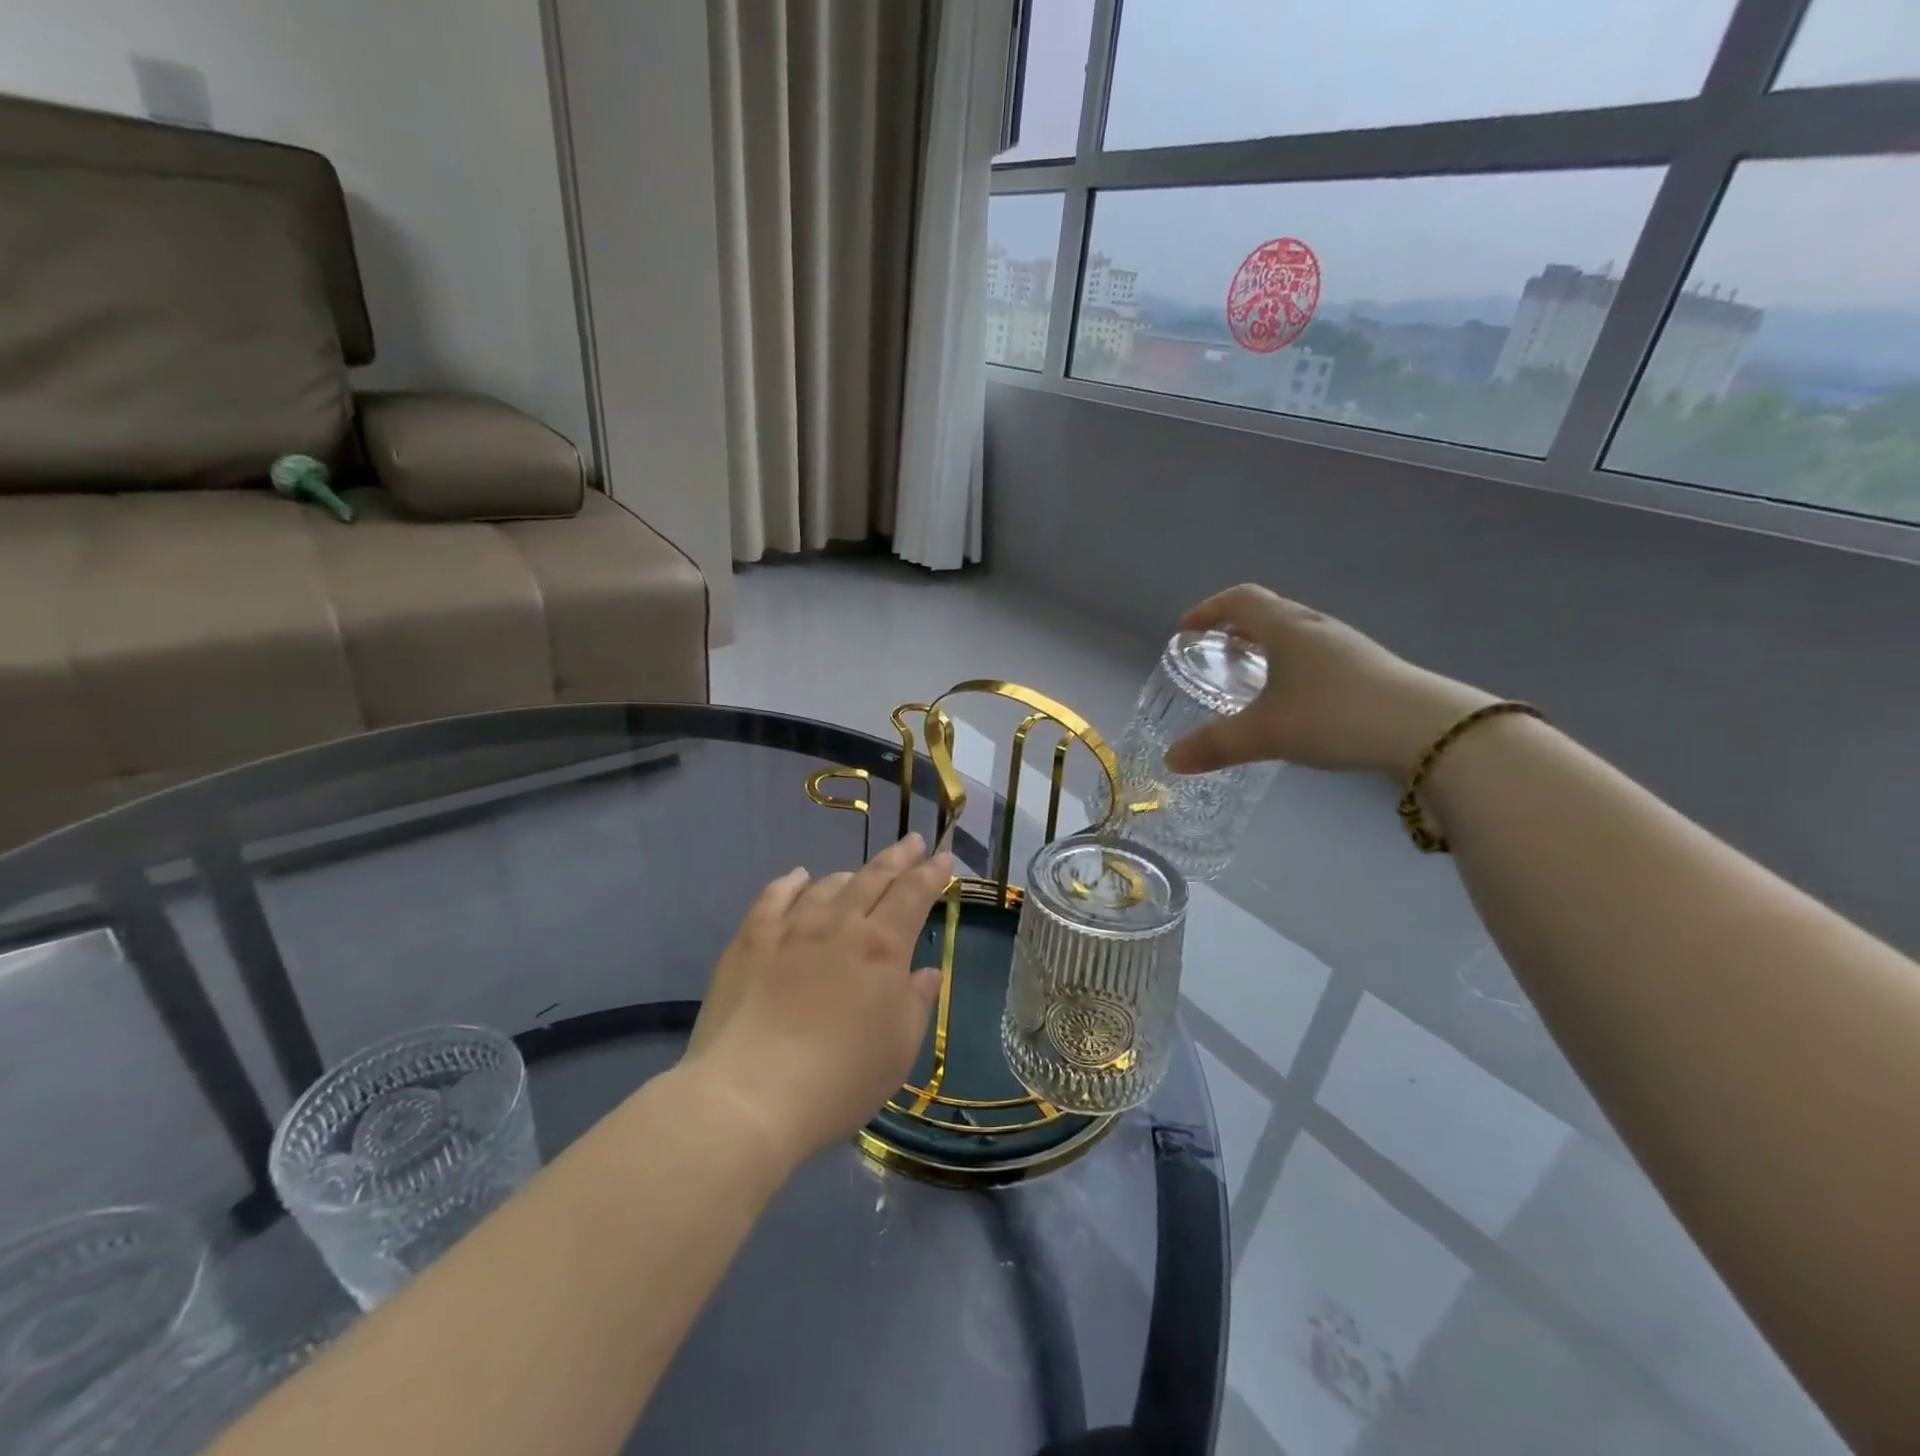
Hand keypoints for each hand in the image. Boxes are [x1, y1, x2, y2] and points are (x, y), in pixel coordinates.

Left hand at [683, 834, 952, 1163]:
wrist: (750, 1096)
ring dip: (851, 876)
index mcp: (882, 947)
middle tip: (913, 842)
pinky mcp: (751, 940)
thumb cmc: (840, 1079)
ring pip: (828, 885)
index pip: (914, 895)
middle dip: (899, 858)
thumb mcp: (899, 1049)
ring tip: (860, 875)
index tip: (943, 858)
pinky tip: (799, 878)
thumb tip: (927, 972)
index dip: (932, 873)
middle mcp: (839, 924)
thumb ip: (917, 1003)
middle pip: (873, 878)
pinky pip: (775, 897)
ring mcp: (791, 927)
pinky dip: (792, 883)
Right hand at [1163, 584, 1494, 776]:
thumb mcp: (1265, 734)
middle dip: (1236, 627)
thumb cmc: (1333, 716)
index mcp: (1286, 628)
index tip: (1186, 631)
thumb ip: (1215, 745)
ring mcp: (1347, 646)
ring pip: (1296, 633)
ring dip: (1266, 645)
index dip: (1208, 610)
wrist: (1427, 730)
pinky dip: (1292, 665)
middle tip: (1216, 652)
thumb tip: (1170, 760)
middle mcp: (1315, 627)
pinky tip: (1294, 700)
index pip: (1240, 599)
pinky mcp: (1369, 668)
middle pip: (1269, 611)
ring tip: (1250, 676)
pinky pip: (1317, 654)